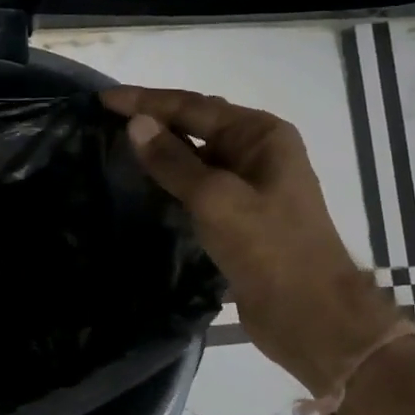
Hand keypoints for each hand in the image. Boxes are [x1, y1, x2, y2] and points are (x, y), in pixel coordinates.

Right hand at [102, 87, 400, 394]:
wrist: (311, 315)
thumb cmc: (269, 249)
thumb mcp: (216, 199)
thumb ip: (173, 161)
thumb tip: (136, 124)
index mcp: (261, 134)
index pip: (194, 105)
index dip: (146, 100)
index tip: (103, 99)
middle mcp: (258, 151)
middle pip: (197, 124)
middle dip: (153, 119)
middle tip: (105, 119)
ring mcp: (251, 185)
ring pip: (196, 157)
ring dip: (161, 152)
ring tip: (116, 147)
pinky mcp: (241, 216)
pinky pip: (199, 187)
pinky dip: (172, 182)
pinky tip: (145, 186)